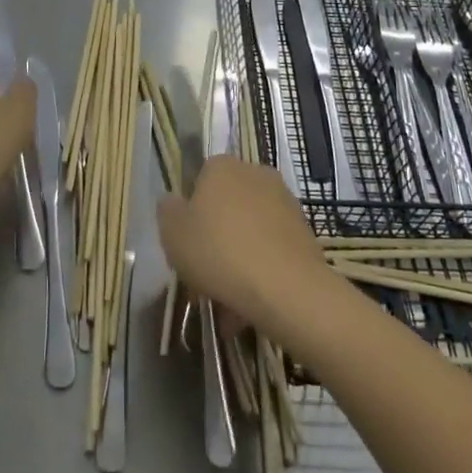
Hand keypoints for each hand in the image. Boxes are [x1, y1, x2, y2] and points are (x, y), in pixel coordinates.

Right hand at [158, 156, 327, 332]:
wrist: (287, 288)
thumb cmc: (219, 252)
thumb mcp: (173, 233)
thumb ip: (167, 211)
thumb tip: (174, 202)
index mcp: (221, 166)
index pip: (198, 181)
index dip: (189, 215)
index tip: (185, 246)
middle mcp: (254, 174)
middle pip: (225, 207)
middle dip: (214, 240)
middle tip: (202, 278)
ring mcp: (283, 201)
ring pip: (248, 232)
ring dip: (236, 260)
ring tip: (226, 305)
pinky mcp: (303, 231)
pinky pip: (270, 249)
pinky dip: (259, 271)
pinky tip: (249, 305)